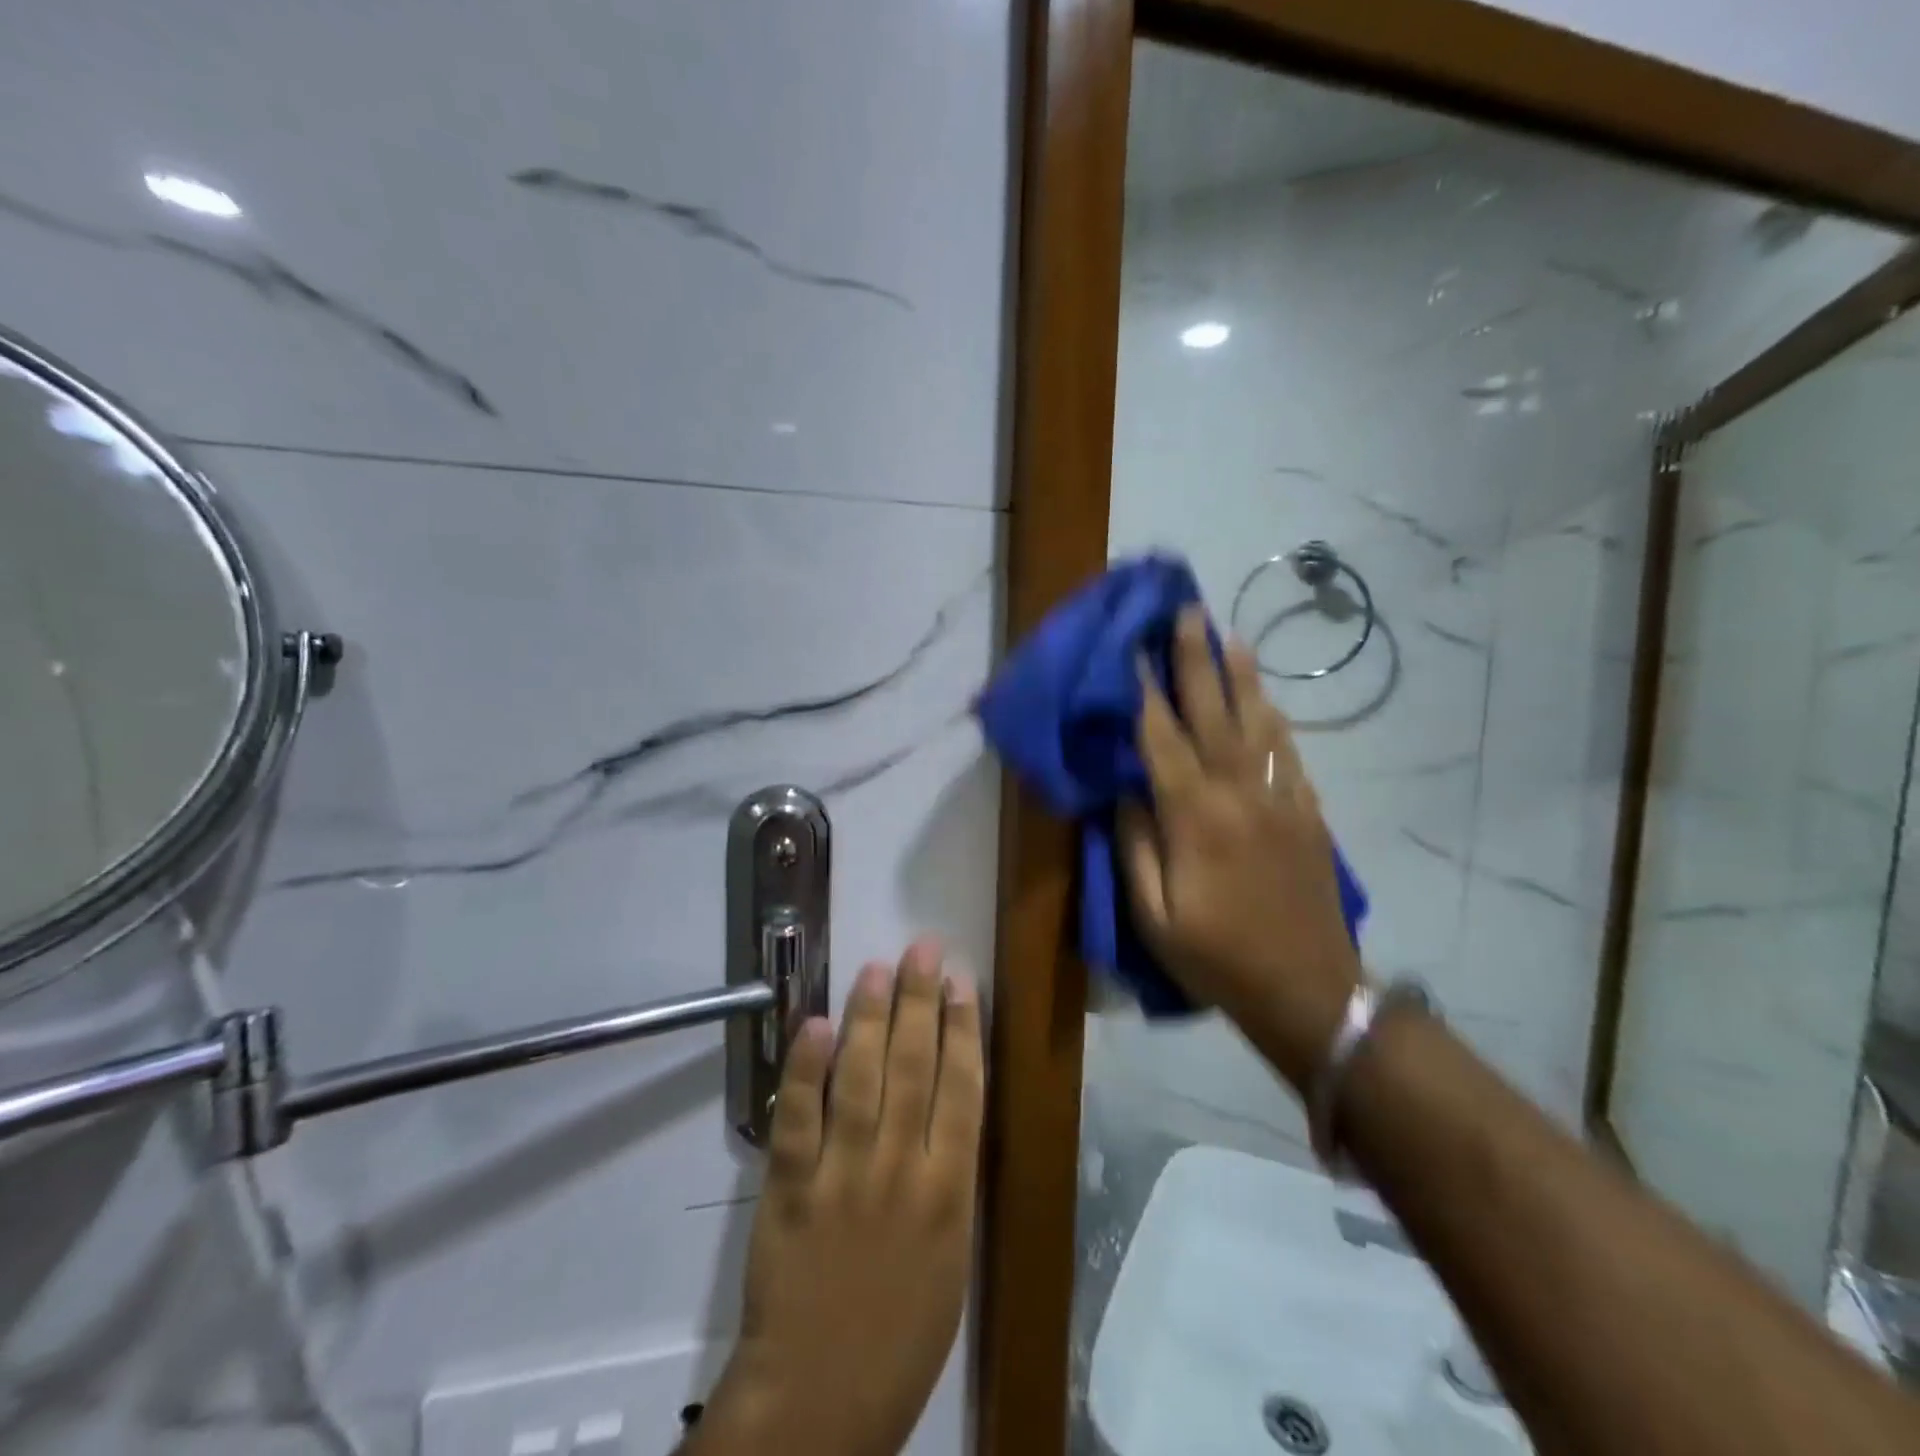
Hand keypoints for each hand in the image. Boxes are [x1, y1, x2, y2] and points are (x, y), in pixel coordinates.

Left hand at [693, 940, 983, 1455]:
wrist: (820, 1401)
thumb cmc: (901, 1333)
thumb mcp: (951, 1256)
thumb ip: (950, 1177)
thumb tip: (947, 1103)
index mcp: (950, 1191)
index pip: (962, 1088)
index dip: (963, 1028)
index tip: (961, 981)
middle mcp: (902, 1170)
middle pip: (914, 1067)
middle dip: (921, 1001)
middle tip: (922, 949)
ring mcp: (844, 1175)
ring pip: (861, 1079)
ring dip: (870, 1017)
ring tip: (877, 969)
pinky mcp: (791, 1189)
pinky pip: (799, 1118)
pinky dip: (807, 1069)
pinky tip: (818, 1024)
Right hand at [1118, 606, 1361, 1088]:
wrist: (1308, 991)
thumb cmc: (1217, 958)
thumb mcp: (1154, 916)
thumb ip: (1135, 847)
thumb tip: (1124, 791)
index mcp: (1194, 818)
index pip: (1161, 740)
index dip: (1144, 692)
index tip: (1132, 649)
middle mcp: (1239, 794)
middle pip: (1213, 714)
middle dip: (1195, 660)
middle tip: (1185, 612)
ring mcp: (1279, 799)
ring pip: (1257, 722)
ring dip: (1240, 676)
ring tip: (1228, 636)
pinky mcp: (1306, 812)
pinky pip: (1288, 751)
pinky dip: (1273, 717)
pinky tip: (1264, 699)